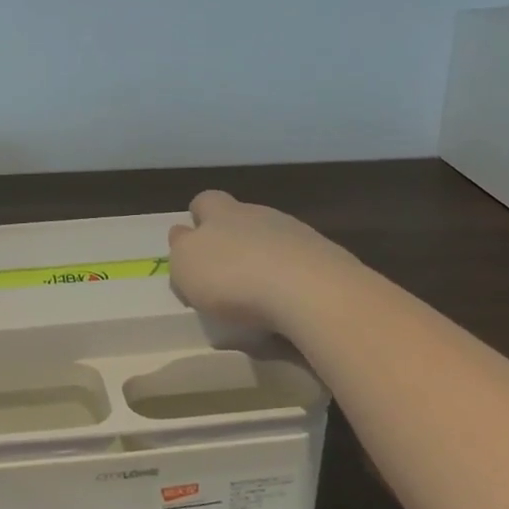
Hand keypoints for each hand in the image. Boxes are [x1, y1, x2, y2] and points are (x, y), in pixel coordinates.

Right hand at [167, 190, 357, 332]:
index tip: (194, 245)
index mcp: (222, 212)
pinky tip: (287, 307)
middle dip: (232, 241)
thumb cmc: (233, 276)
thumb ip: (181, 248)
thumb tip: (183, 236)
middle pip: (241, 219)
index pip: (205, 202)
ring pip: (272, 241)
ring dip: (263, 262)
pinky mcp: (326, 259)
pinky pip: (299, 266)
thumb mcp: (186, 265)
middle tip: (223, 276)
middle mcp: (260, 215)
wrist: (310, 292)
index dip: (198, 219)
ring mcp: (297, 234)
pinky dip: (290, 282)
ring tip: (257, 298)